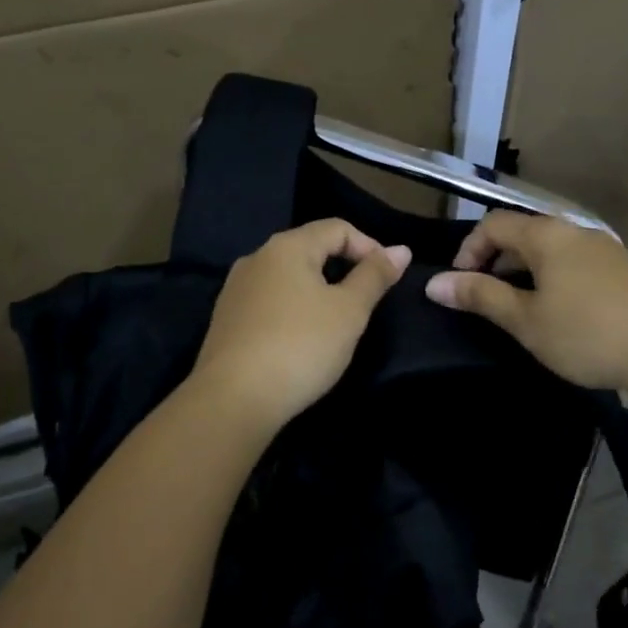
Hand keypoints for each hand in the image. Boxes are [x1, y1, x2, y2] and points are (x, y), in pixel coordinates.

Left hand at [190, 218, 410, 434]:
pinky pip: (269, 301)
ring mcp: (236, 289)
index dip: (370, 246)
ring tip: (337, 321)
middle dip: (343, 267)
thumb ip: (375, 276)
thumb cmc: (301, 346)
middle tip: (366, 301)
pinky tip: (301, 338)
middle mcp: (256, 258)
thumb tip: (401, 249)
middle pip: (310, 248)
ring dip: (317, 290)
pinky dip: (293, 309)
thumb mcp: (349, 311)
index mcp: (287, 247)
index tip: (388, 278)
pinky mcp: (226, 319)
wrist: (233, 399)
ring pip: (288, 276)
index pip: (337, 228)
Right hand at [425, 211, 627, 391]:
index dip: (469, 249)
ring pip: (552, 248)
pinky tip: (561, 310)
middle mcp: (575, 230)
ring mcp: (604, 247)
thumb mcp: (526, 320)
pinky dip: (554, 276)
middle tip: (486, 297)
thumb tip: (434, 283)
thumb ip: (480, 297)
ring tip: (520, 306)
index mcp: (547, 234)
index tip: (460, 284)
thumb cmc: (587, 333)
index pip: (494, 224)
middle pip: (524, 232)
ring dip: (526, 269)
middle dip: (496, 259)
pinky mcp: (625, 269)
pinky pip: (575, 261)